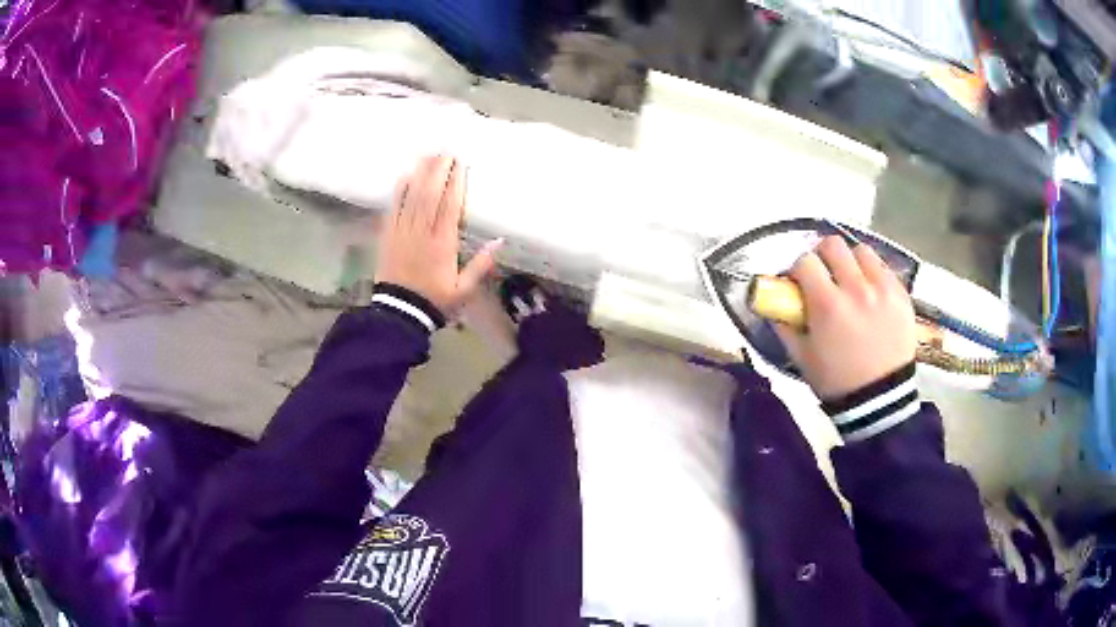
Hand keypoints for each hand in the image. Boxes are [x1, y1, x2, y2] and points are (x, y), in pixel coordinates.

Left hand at [375, 155, 500, 312]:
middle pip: (430, 194)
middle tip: (445, 151)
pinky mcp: (388, 235)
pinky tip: (405, 175)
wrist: (400, 312)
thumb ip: (480, 266)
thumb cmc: (435, 301)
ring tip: (428, 155)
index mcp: (443, 243)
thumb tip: (499, 241)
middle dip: (438, 170)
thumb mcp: (463, 290)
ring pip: (412, 196)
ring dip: (421, 174)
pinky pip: (394, 207)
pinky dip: (400, 190)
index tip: (459, 164)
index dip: (455, 183)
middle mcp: (422, 232)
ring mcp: (403, 231)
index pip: (450, 206)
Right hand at [776, 236, 916, 399]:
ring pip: (862, 251)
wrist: (880, 400)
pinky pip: (884, 268)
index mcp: (827, 305)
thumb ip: (785, 325)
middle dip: (823, 255)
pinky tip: (871, 293)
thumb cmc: (836, 382)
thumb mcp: (802, 357)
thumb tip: (773, 303)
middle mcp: (856, 289)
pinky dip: (873, 274)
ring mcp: (883, 290)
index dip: (798, 269)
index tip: (800, 282)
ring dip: (852, 261)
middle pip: (833, 245)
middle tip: (824, 274)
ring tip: (852, 281)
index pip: (805, 262)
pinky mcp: (902, 295)